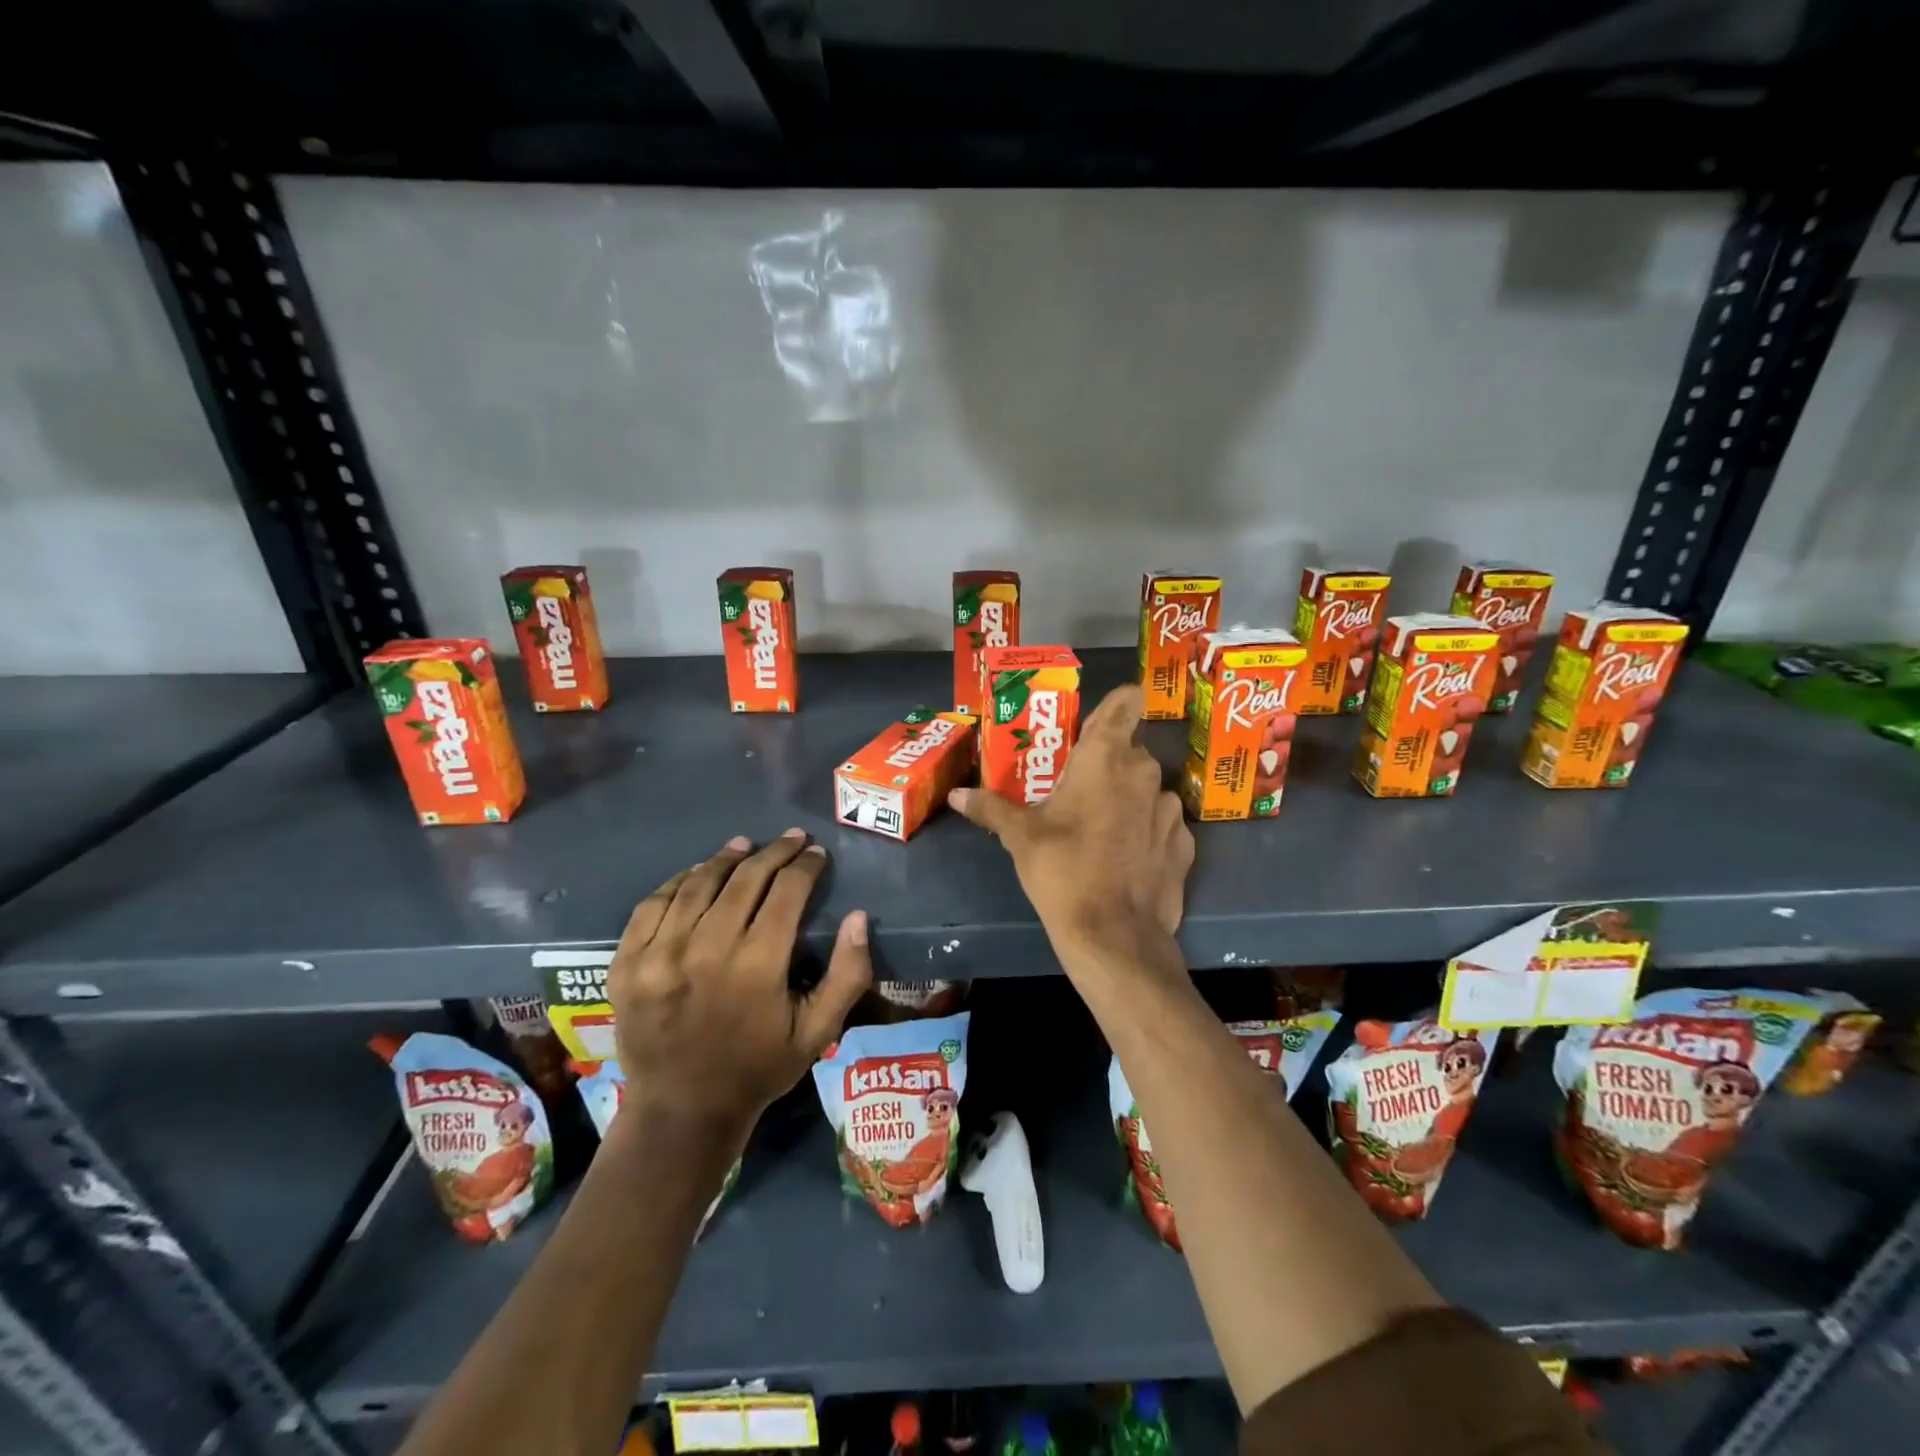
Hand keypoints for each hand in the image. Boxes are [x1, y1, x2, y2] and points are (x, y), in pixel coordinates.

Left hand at [607, 831, 870, 1136]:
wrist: (681, 1111)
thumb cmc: (759, 1069)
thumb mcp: (818, 1031)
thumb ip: (847, 974)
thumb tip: (858, 916)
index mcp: (757, 967)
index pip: (786, 892)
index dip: (805, 866)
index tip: (816, 853)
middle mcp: (705, 951)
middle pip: (744, 879)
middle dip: (773, 853)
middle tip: (790, 839)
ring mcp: (659, 956)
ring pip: (697, 885)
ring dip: (725, 859)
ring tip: (744, 845)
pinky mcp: (626, 964)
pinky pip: (652, 905)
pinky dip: (677, 882)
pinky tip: (696, 874)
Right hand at [949, 683, 1193, 971]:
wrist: (1115, 937)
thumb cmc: (1063, 871)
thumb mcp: (1021, 838)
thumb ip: (991, 807)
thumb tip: (956, 794)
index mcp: (1105, 757)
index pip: (1127, 700)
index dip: (1114, 706)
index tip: (1091, 729)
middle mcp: (1145, 772)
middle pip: (1129, 750)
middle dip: (1105, 764)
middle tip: (1075, 789)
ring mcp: (1170, 809)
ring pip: (1147, 788)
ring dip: (1127, 799)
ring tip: (1099, 829)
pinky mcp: (1185, 844)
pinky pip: (1161, 824)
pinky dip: (1145, 832)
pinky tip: (1125, 859)